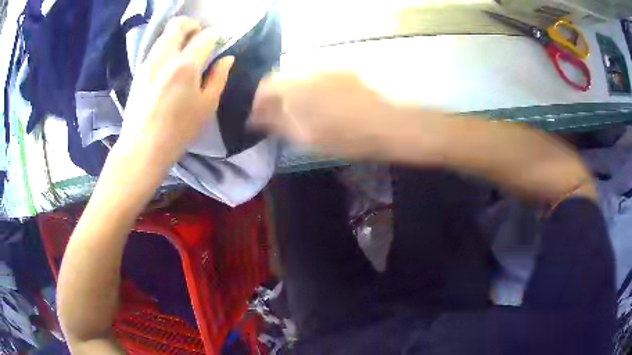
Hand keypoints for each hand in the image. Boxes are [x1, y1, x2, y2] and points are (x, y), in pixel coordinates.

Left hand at [119, 17, 233, 167]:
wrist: (142, 148)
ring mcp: (149, 63)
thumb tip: (227, 58)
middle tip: (201, 38)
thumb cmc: (178, 131)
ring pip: (165, 34)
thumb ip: (218, 78)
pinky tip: (170, 64)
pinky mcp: (139, 71)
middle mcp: (165, 57)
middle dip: (193, 25)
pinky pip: (156, 48)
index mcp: (186, 66)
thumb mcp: (206, 107)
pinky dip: (167, 47)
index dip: (217, 35)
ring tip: (185, 50)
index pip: (205, 36)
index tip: (221, 41)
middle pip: (179, 25)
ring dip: (178, 35)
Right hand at [250, 72, 401, 159]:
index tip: (258, 117)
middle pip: (282, 79)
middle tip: (278, 117)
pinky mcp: (344, 72)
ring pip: (300, 78)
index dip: (258, 101)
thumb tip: (256, 118)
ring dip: (293, 92)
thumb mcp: (307, 137)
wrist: (389, 126)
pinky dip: (312, 89)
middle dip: (275, 97)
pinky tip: (322, 103)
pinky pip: (318, 78)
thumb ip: (277, 124)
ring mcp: (329, 70)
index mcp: (297, 88)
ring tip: (300, 111)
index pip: (266, 85)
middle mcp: (310, 72)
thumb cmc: (347, 137)